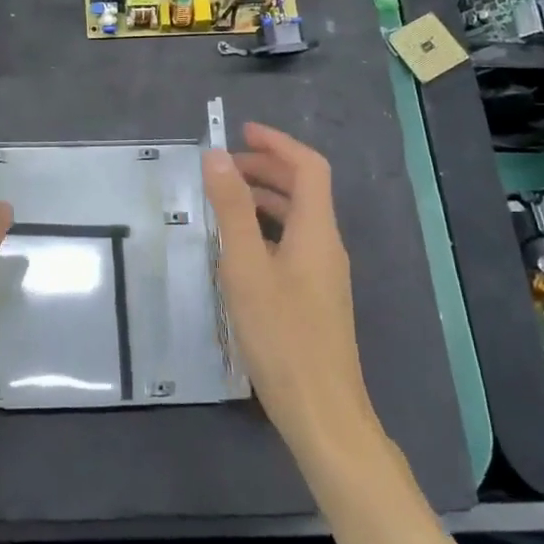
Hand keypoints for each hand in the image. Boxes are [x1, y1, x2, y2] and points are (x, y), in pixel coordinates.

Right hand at [203, 123, 376, 460]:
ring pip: (297, 218)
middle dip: (266, 168)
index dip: (277, 143)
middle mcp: (326, 245)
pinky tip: (238, 248)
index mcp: (317, 231)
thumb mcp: (246, 266)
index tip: (241, 132)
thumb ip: (232, 208)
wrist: (321, 411)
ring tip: (223, 200)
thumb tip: (217, 155)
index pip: (308, 167)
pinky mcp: (315, 297)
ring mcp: (324, 274)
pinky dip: (266, 228)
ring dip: (264, 198)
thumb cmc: (281, 335)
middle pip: (304, 189)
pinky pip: (292, 243)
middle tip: (223, 166)